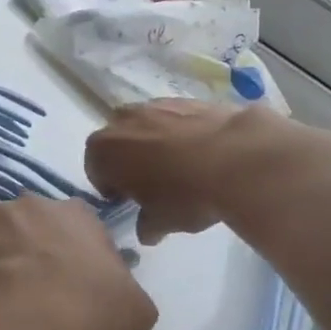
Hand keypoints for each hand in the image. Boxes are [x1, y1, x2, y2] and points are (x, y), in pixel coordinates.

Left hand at [0, 197, 156, 329]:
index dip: (74, 254)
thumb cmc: (95, 312)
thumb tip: (113, 294)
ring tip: (1, 299)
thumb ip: (123, 288)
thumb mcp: (136, 306)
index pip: (77, 225)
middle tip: (34, 291)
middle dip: (31, 249)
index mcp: (79, 214)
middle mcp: (34, 204)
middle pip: (31, 224)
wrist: (36, 325)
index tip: (72, 283)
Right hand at [85, 99, 248, 243]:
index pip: (95, 169)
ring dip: (153, 143)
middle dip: (128, 160)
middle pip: (117, 142)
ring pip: (145, 126)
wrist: (236, 157)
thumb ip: (146, 226)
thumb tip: (147, 230)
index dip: (109, 187)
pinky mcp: (186, 99)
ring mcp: (155, 105)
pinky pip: (174, 119)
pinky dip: (180, 133)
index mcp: (104, 150)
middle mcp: (122, 121)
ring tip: (178, 167)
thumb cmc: (184, 194)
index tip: (126, 200)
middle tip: (149, 183)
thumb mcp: (161, 222)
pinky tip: (201, 153)